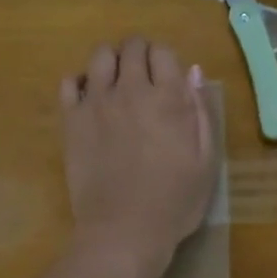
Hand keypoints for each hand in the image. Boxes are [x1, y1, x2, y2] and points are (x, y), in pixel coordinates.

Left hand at [60, 38, 214, 277]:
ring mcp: (97, 102)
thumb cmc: (175, 201)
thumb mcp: (206, 160)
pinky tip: (90, 98)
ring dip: (111, 60)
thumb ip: (200, 112)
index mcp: (169, 98)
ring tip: (116, 82)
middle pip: (132, 47)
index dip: (165, 59)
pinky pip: (70, 82)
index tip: (166, 77)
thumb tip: (192, 72)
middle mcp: (131, 89)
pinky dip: (81, 81)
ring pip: (100, 56)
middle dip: (139, 53)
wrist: (124, 231)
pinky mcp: (71, 120)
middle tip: (143, 75)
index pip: (163, 51)